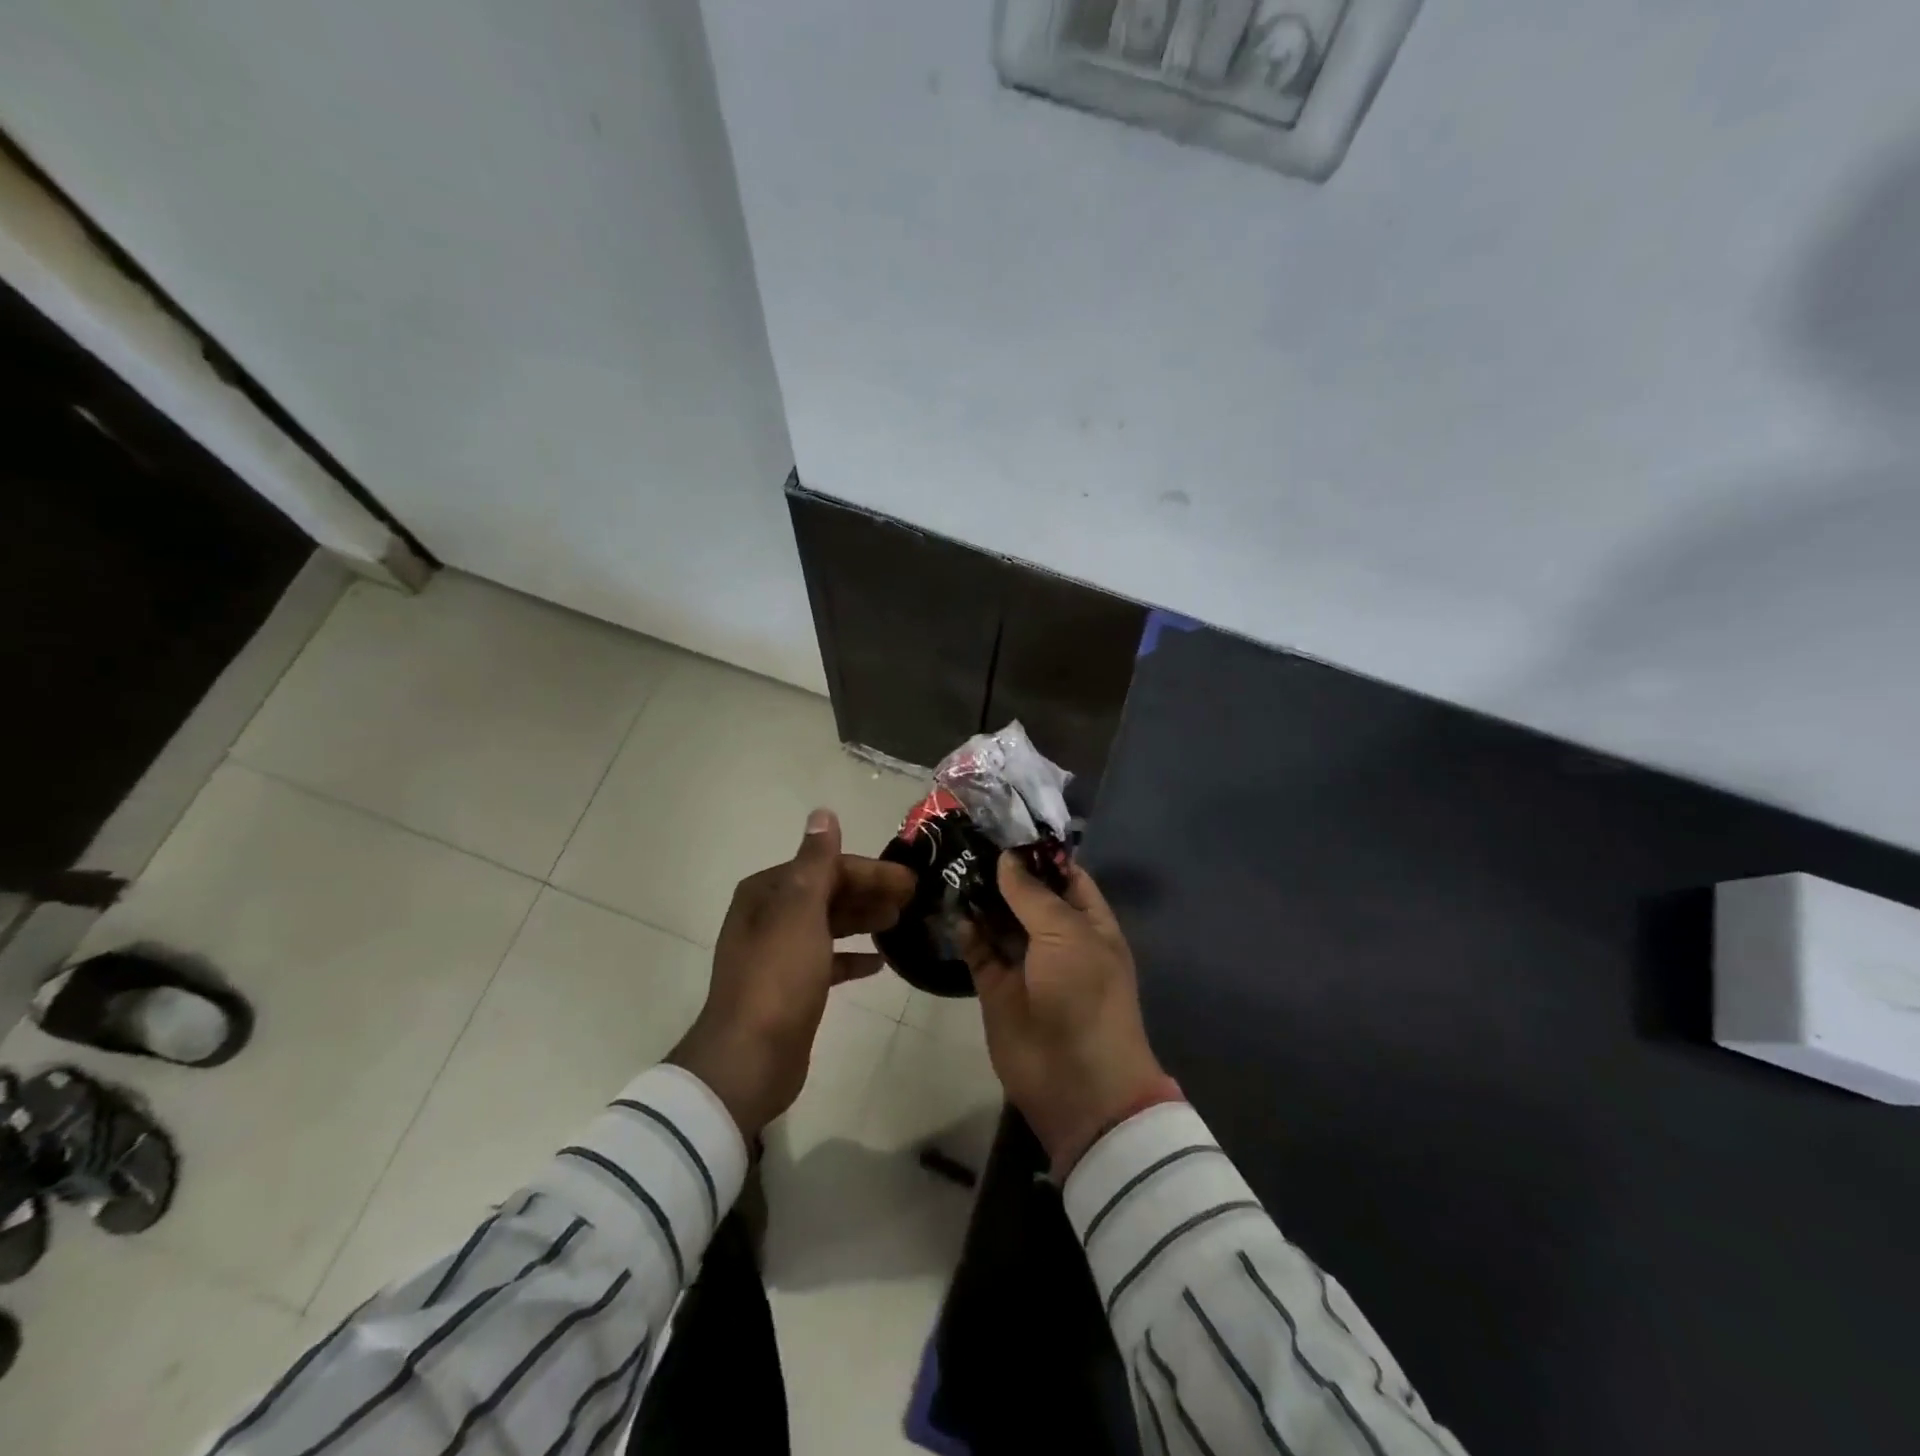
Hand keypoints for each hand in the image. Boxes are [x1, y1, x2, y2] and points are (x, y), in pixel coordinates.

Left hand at [668, 809, 913, 1138]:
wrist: (749, 1058)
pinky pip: (827, 960)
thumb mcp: (800, 911)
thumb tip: (823, 813)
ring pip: (829, 925)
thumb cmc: (779, 977)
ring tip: (901, 922)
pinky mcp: (791, 987)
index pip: (826, 867)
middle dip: (869, 893)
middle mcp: (769, 916)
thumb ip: (816, 862)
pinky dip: (852, 957)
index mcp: (767, 892)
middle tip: (914, 899)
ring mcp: (778, 953)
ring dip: (863, 919)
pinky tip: (879, 963)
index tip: (910, 880)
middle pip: (828, 893)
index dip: (869, 871)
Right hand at [969, 854, 1172, 1176]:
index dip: (1039, 853)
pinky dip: (965, 929)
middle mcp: (1057, 938)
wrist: (1075, 1081)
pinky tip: (948, 904)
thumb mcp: (1067, 934)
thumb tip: (1006, 859)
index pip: (1065, 876)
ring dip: (979, 896)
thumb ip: (1032, 894)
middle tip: (965, 837)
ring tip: (949, 861)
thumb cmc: (1085, 995)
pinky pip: (978, 950)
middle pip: (1027, 895)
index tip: (1004, 826)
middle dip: (1001, 871)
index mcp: (1089, 923)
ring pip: (999, 921)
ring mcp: (1025, 963)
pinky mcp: (996, 987)